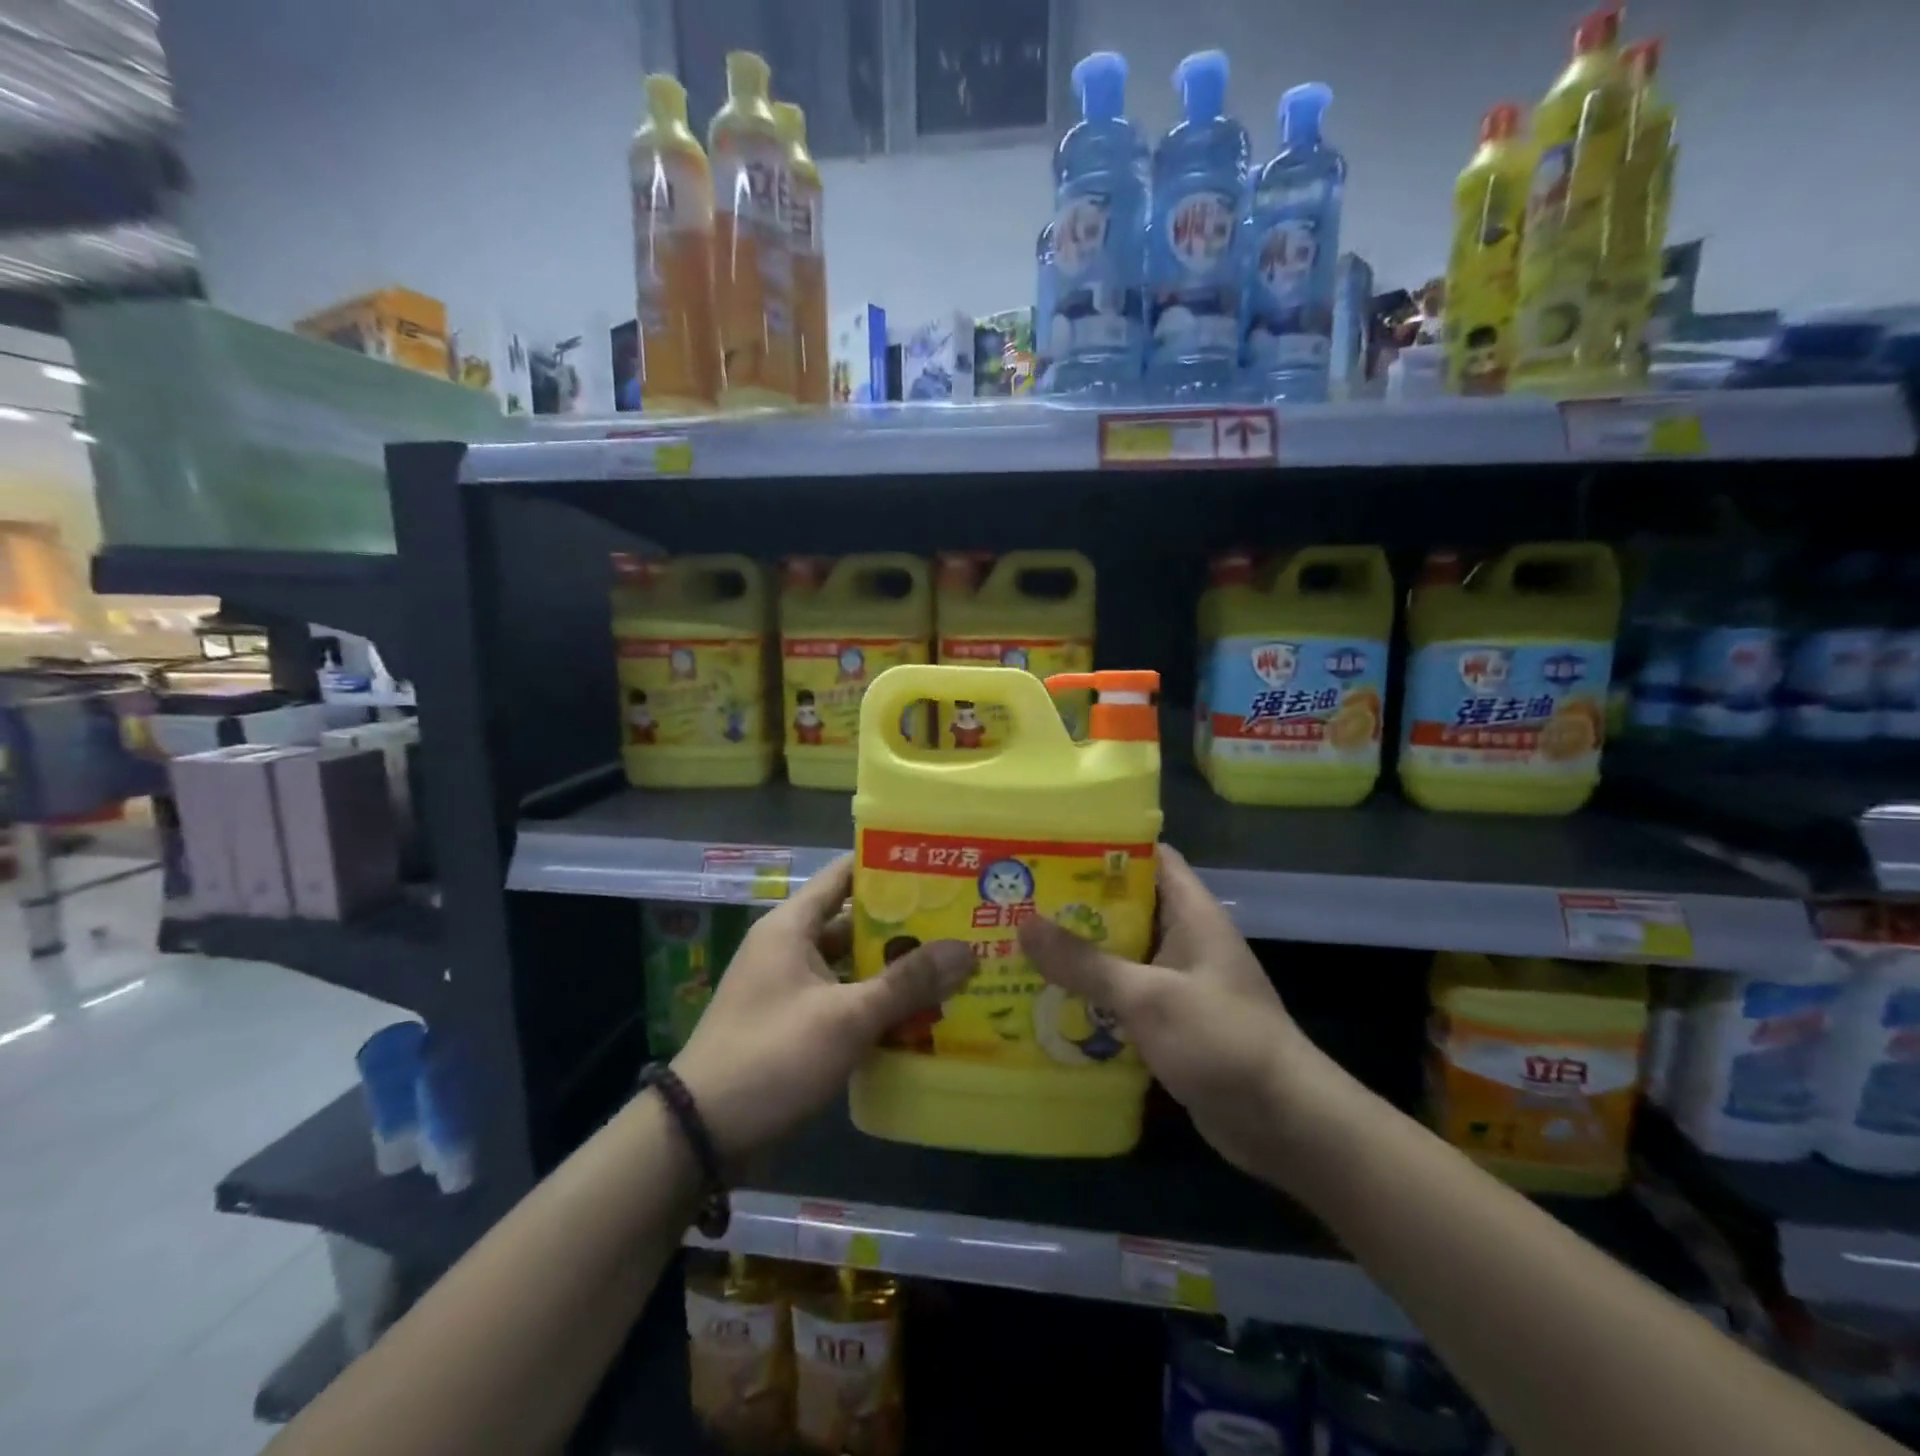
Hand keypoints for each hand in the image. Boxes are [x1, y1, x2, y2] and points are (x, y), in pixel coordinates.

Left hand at [672, 855, 974, 1161]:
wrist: (701, 1134)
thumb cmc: (773, 1055)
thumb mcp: (846, 1017)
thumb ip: (907, 983)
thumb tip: (967, 950)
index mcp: (792, 926)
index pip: (843, 875)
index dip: (887, 867)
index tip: (936, 868)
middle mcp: (790, 948)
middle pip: (854, 924)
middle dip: (904, 927)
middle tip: (959, 923)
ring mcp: (791, 989)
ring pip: (852, 968)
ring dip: (893, 972)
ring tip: (951, 969)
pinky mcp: (794, 1026)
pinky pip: (843, 1002)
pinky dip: (875, 1006)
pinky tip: (919, 1017)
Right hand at [1017, 845, 1354, 1182]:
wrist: (1282, 1122)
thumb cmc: (1221, 1039)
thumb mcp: (1148, 996)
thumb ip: (1085, 963)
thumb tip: (1023, 924)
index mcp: (1190, 912)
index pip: (1148, 856)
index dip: (1102, 846)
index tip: (1050, 846)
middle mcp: (1184, 938)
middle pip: (1124, 905)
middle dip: (1075, 904)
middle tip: (1019, 899)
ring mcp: (1178, 981)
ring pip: (1120, 953)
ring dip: (1078, 954)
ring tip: (1019, 945)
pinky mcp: (1170, 1021)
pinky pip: (1123, 996)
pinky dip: (1092, 995)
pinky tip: (1047, 1000)